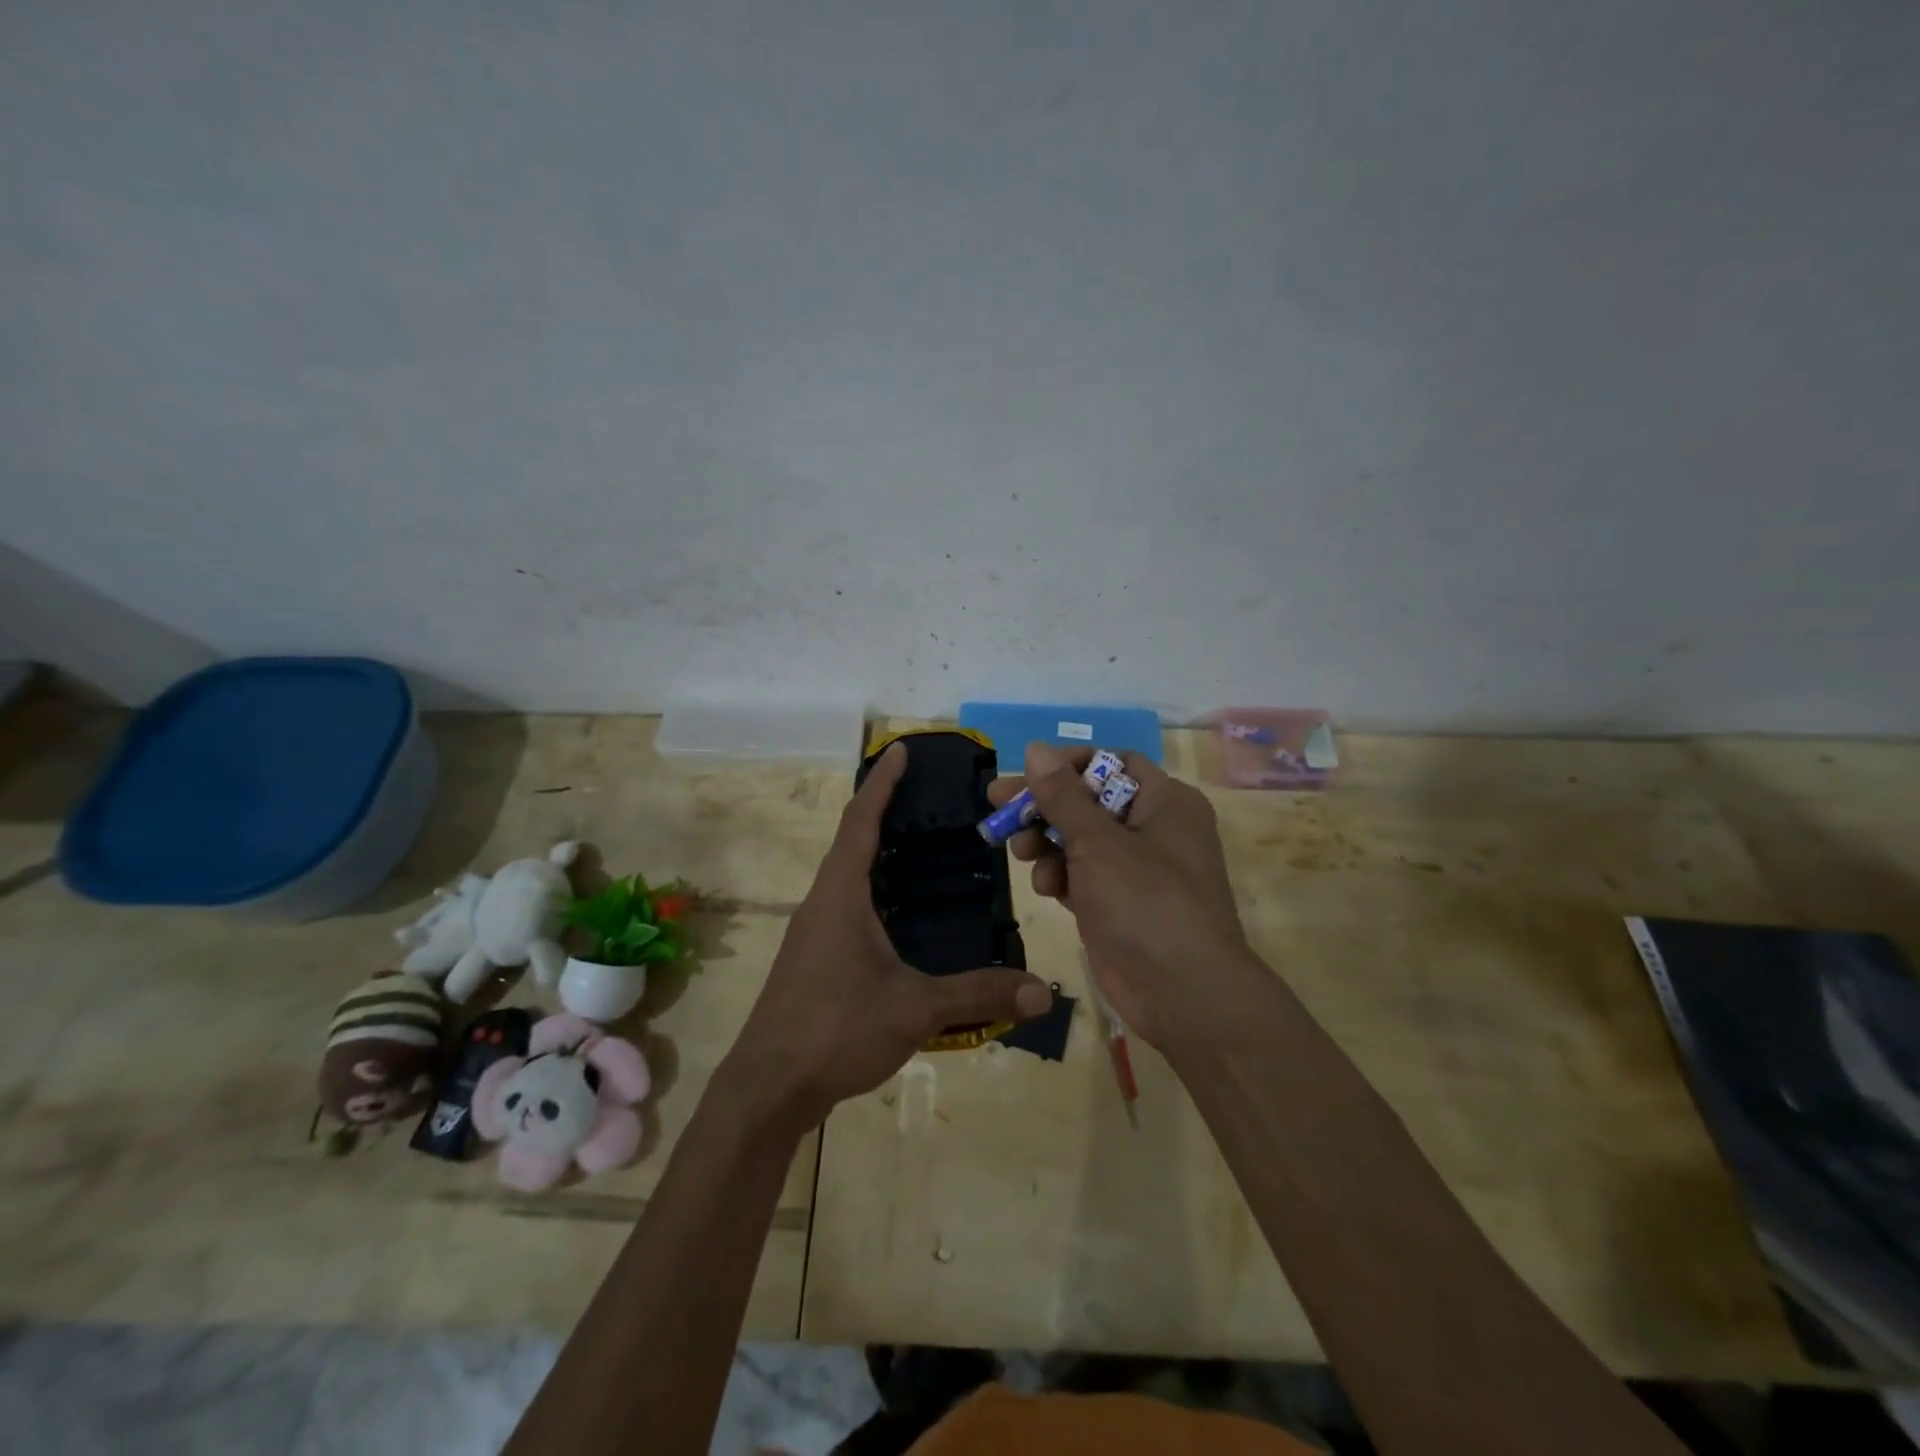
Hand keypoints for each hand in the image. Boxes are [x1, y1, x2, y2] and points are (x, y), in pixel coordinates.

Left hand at [723, 742, 1052, 1132]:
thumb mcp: (914, 1009)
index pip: (861, 821)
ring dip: (877, 852)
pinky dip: (873, 888)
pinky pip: (846, 903)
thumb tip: (1042, 992)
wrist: (768, 1087)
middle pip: (852, 840)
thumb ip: (979, 995)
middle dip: (884, 811)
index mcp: (840, 894)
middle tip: (929, 798)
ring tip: (922, 847)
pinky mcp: (812, 957)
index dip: (882, 783)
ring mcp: (812, 930)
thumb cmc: (835, 1029)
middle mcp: (821, 901)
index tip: (900, 750)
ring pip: (847, 875)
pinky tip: (901, 913)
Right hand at [988, 742, 1260, 1050]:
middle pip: (1088, 802)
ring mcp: (1136, 870)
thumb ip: (1062, 796)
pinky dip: (1061, 877)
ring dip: (1047, 844)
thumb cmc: (1145, 902)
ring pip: (1080, 840)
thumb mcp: (1098, 842)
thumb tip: (1036, 749)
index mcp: (1165, 802)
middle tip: (998, 807)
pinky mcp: (1118, 904)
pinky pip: (1082, 875)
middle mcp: (1153, 829)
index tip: (1028, 774)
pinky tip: (1047, 890)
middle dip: (1044, 807)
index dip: (1068, 764)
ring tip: (1022, 854)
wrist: (1182, 994)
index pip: (1112, 763)